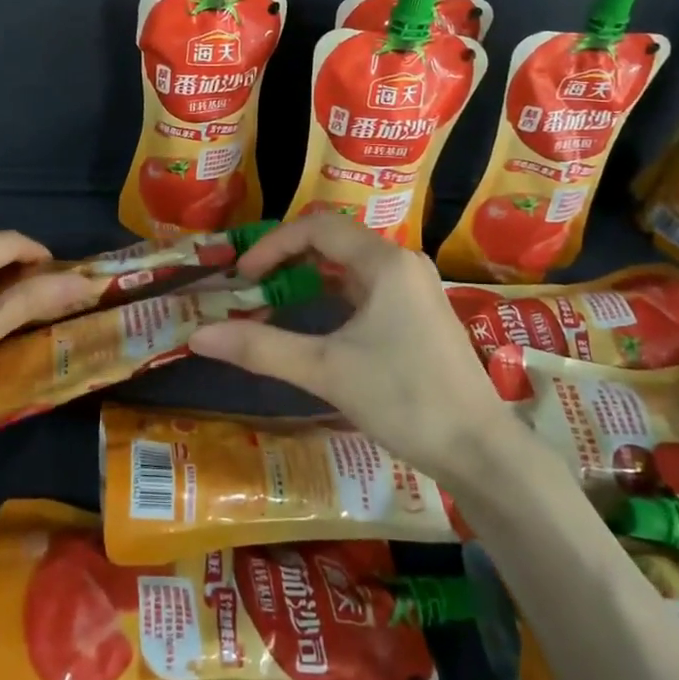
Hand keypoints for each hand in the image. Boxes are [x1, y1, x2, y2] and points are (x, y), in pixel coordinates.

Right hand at [188, 217, 510, 482]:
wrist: (480, 451)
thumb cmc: (405, 399)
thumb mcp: (326, 370)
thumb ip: (261, 348)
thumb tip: (198, 336)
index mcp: (384, 262)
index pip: (315, 228)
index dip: (272, 245)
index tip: (243, 276)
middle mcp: (402, 264)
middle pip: (332, 242)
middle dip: (287, 259)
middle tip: (252, 287)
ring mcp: (415, 289)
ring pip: (349, 266)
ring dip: (309, 278)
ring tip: (274, 302)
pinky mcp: (419, 314)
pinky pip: (366, 288)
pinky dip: (332, 296)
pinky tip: (316, 324)